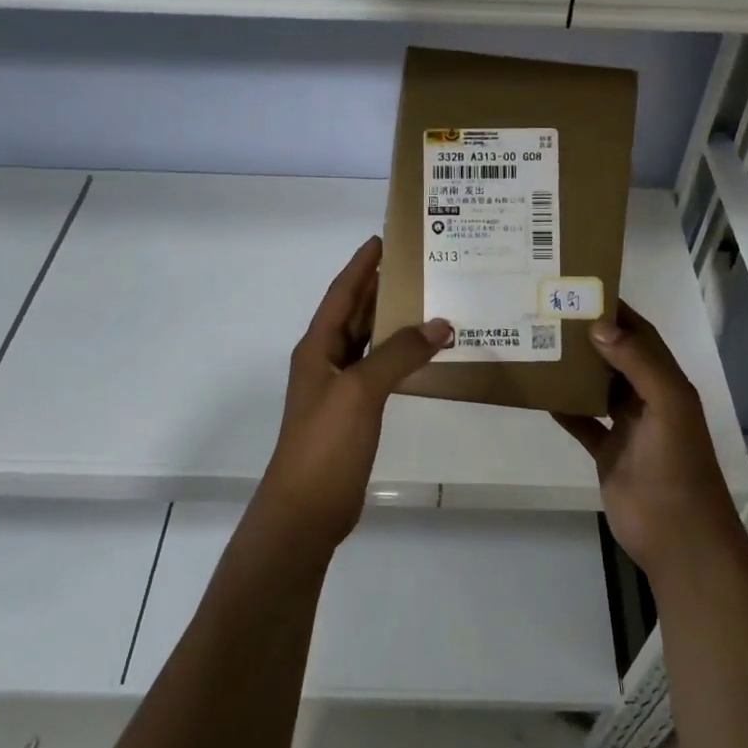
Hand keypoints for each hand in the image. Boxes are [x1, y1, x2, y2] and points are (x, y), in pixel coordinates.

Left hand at [254, 237, 450, 552]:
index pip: (341, 293)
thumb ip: (399, 354)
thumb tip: (440, 323)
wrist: (307, 508)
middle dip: (380, 287)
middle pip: (355, 313)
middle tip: (418, 264)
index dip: (360, 265)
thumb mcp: (361, 391)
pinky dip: (400, 357)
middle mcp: (326, 360)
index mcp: (317, 347)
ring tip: (429, 299)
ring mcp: (340, 387)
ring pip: (369, 341)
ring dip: (394, 321)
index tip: (383, 239)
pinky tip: (424, 352)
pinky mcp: (355, 412)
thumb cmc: (325, 443)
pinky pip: (380, 370)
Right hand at [553, 302, 740, 583]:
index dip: (617, 312)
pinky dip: (563, 408)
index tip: (582, 289)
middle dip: (589, 336)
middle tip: (549, 314)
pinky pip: (581, 421)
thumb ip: (639, 364)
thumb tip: (599, 325)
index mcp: (667, 383)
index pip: (641, 335)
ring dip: (574, 369)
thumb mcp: (668, 407)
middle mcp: (647, 399)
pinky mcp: (607, 451)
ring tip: (539, 345)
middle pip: (616, 357)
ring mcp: (626, 426)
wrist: (678, 537)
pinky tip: (539, 394)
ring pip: (597, 387)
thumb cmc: (677, 467)